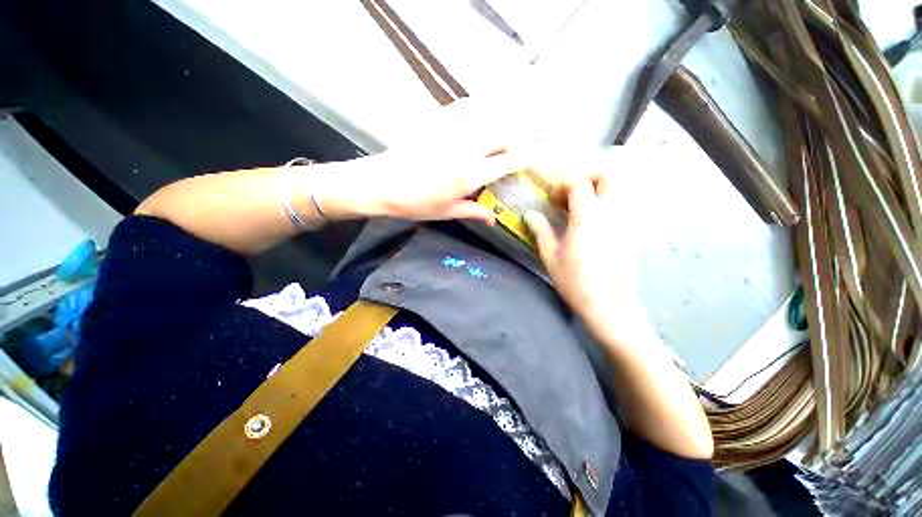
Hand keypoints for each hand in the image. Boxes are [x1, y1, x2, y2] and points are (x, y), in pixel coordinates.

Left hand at [309, 99, 516, 222]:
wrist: (382, 183)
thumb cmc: (416, 203)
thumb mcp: (447, 212)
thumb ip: (473, 212)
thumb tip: (493, 219)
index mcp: (470, 175)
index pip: (506, 163)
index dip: (520, 161)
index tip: (526, 162)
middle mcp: (467, 149)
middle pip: (503, 134)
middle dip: (515, 139)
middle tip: (514, 148)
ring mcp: (452, 131)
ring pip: (488, 116)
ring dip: (500, 121)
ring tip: (502, 130)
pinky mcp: (436, 121)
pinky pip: (462, 105)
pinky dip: (476, 106)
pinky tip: (479, 111)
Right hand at [524, 176, 645, 342]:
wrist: (609, 305)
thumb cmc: (575, 280)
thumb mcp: (550, 256)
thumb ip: (541, 230)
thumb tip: (530, 215)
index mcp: (588, 217)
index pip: (580, 183)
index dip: (564, 186)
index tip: (553, 200)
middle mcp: (611, 213)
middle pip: (609, 177)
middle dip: (589, 178)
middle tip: (571, 194)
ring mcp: (625, 223)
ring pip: (619, 191)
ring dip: (599, 191)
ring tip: (580, 208)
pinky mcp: (630, 234)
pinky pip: (621, 207)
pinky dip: (606, 205)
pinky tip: (592, 225)